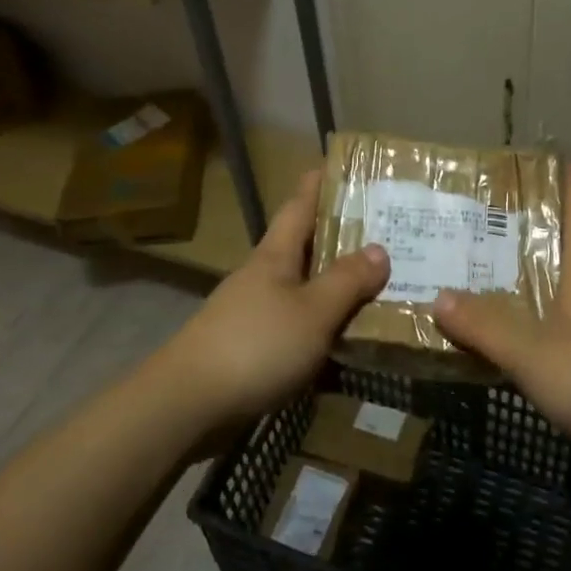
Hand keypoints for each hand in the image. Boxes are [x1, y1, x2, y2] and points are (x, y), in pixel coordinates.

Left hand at [150, 168, 389, 428]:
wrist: (187, 404)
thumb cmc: (255, 345)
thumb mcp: (312, 311)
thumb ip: (346, 281)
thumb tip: (379, 249)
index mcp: (275, 256)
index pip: (298, 206)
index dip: (317, 185)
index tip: (338, 165)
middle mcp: (263, 277)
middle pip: (303, 246)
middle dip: (337, 236)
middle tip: (383, 230)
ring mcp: (253, 312)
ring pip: (302, 287)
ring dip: (333, 283)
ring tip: (376, 283)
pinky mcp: (250, 346)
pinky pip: (297, 323)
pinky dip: (322, 323)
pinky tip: (346, 337)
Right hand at [433, 165, 570, 459]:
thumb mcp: (531, 354)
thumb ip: (485, 326)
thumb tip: (439, 297)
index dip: (567, 180)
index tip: (546, 159)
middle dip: (563, 217)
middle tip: (520, 211)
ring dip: (566, 259)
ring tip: (526, 259)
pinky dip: (570, 299)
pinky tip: (549, 320)